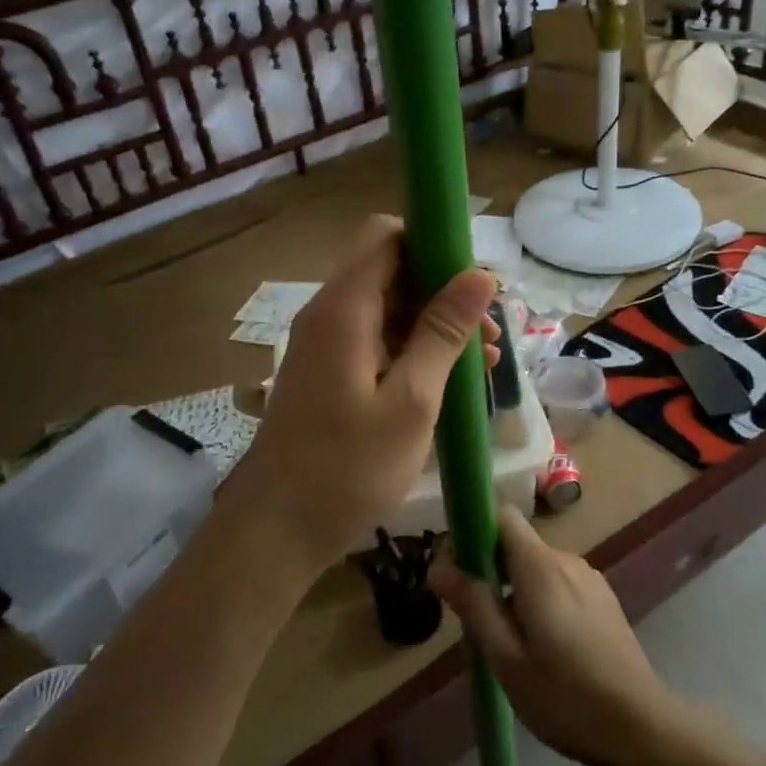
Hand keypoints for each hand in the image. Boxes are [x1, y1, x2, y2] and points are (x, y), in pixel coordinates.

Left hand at [227, 215, 498, 580]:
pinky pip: (376, 341)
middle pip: (391, 271)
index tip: (475, 279)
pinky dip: (413, 351)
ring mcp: (326, 345)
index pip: (387, 235)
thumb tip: (480, 274)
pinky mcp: (327, 373)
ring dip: (434, 325)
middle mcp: (329, 314)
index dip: (433, 243)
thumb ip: (443, 332)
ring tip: (485, 363)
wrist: (275, 530)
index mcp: (345, 308)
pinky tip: (451, 382)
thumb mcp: (411, 400)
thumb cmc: (348, 467)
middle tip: (490, 332)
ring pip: (387, 309)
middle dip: (444, 291)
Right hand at [430, 506, 677, 765]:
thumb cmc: (567, 698)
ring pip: (536, 566)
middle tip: (476, 622)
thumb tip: (437, 564)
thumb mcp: (507, 659)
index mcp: (540, 567)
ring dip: (513, 589)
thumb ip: (474, 605)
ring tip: (508, 643)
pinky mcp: (602, 597)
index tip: (456, 569)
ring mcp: (588, 577)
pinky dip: (538, 599)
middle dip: (488, 569)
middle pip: (516, 543)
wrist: (643, 729)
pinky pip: (557, 582)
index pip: (502, 515)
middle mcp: (566, 559)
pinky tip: (542, 648)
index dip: (473, 530)